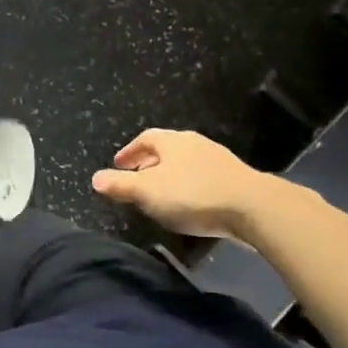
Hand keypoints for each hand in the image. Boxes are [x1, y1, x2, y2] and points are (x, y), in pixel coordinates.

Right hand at [91, 128, 281, 238]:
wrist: (253, 208)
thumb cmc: (192, 195)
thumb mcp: (147, 192)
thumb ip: (120, 185)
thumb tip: (95, 178)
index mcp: (173, 141)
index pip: (145, 138)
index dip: (129, 152)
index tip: (118, 165)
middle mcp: (195, 143)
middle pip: (166, 149)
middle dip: (148, 163)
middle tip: (135, 179)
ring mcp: (218, 160)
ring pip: (185, 163)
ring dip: (169, 175)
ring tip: (159, 194)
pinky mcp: (234, 178)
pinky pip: (201, 177)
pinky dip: (188, 186)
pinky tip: (187, 204)